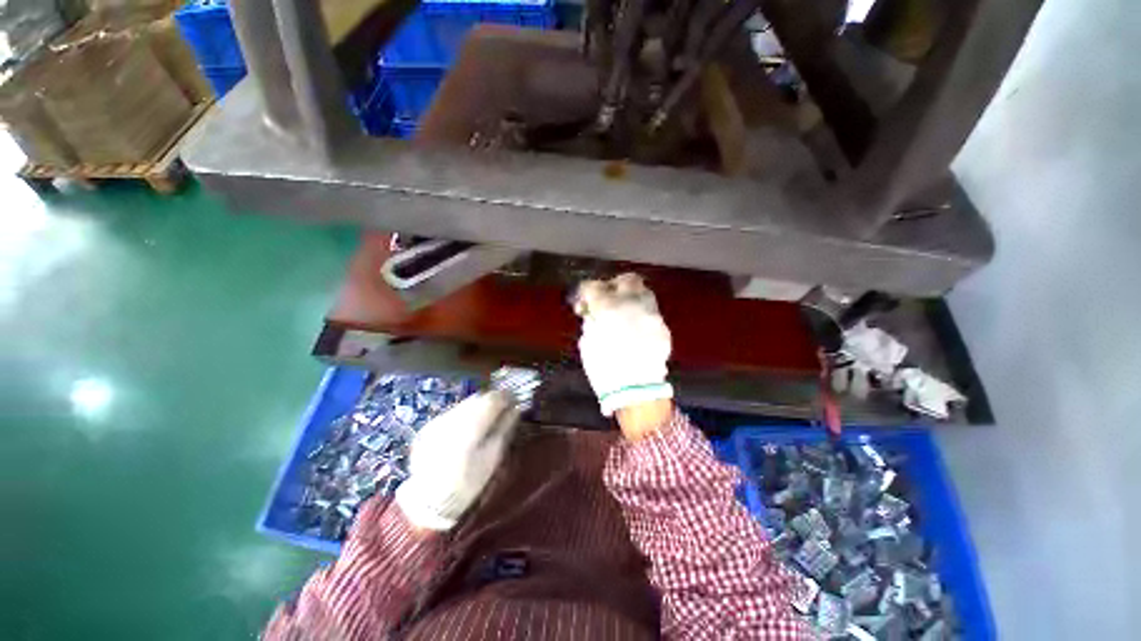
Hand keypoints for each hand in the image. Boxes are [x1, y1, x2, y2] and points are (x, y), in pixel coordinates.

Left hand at [395, 391, 519, 530]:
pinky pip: (452, 412)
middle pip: (478, 397)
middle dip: (492, 400)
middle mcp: (454, 416)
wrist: (429, 503)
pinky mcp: (428, 427)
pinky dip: (464, 415)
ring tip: (486, 419)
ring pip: (465, 403)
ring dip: (478, 406)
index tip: (514, 402)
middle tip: (502, 409)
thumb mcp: (492, 457)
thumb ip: (504, 429)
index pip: (493, 399)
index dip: (506, 397)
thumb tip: (515, 409)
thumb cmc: (468, 482)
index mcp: (472, 424)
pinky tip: (467, 429)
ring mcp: (438, 421)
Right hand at [574, 273, 673, 421]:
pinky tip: (635, 327)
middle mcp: (634, 305)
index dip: (585, 290)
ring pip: (644, 292)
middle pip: (627, 280)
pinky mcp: (663, 327)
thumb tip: (593, 312)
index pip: (595, 287)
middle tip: (606, 298)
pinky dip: (641, 314)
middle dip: (614, 285)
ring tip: (622, 311)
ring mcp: (653, 315)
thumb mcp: (588, 344)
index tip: (583, 300)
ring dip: (630, 297)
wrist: (637, 392)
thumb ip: (591, 321)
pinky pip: (651, 312)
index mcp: (610, 309)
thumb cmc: (605, 371)